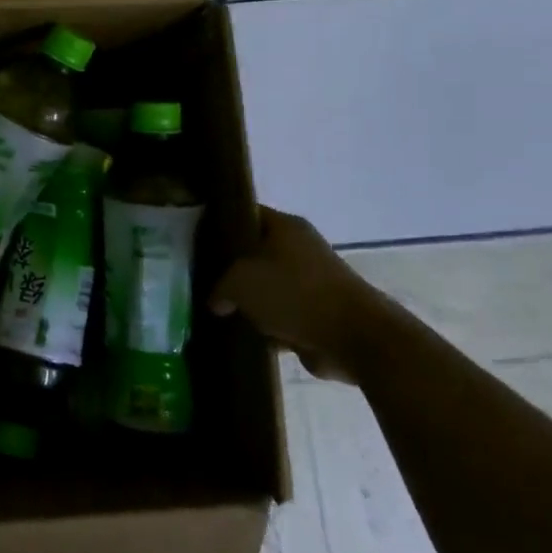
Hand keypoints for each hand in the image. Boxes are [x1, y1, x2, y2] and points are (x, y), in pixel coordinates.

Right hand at [209, 206, 403, 383]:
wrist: (355, 337)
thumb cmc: (294, 294)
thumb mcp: (239, 283)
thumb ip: (219, 288)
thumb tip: (217, 301)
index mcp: (285, 226)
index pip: (244, 214)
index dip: (219, 224)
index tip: (196, 240)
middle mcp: (301, 248)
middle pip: (255, 252)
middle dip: (231, 268)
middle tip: (204, 280)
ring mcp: (313, 281)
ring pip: (268, 286)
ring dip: (250, 300)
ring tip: (220, 310)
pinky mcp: (320, 312)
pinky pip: (283, 313)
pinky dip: (269, 324)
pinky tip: (245, 333)